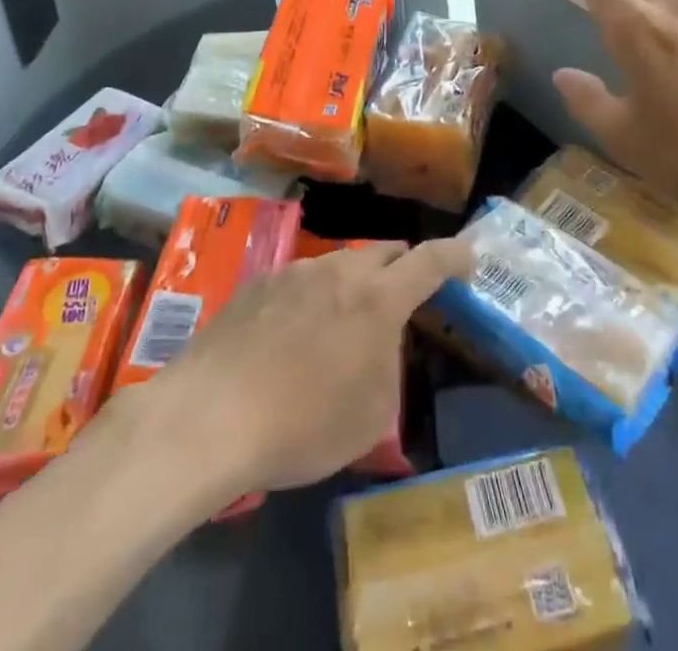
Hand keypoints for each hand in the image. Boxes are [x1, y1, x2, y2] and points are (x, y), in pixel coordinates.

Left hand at [144, 239, 472, 496]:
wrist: (208, 416)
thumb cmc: (301, 425)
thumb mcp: (369, 417)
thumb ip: (387, 368)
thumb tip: (378, 347)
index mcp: (378, 299)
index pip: (431, 260)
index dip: (455, 255)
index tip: (469, 258)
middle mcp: (340, 270)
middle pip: (384, 252)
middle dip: (402, 268)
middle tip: (402, 300)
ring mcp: (295, 271)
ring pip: (339, 264)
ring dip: (353, 285)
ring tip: (339, 327)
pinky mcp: (258, 282)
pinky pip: (301, 279)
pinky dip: (312, 297)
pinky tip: (291, 336)